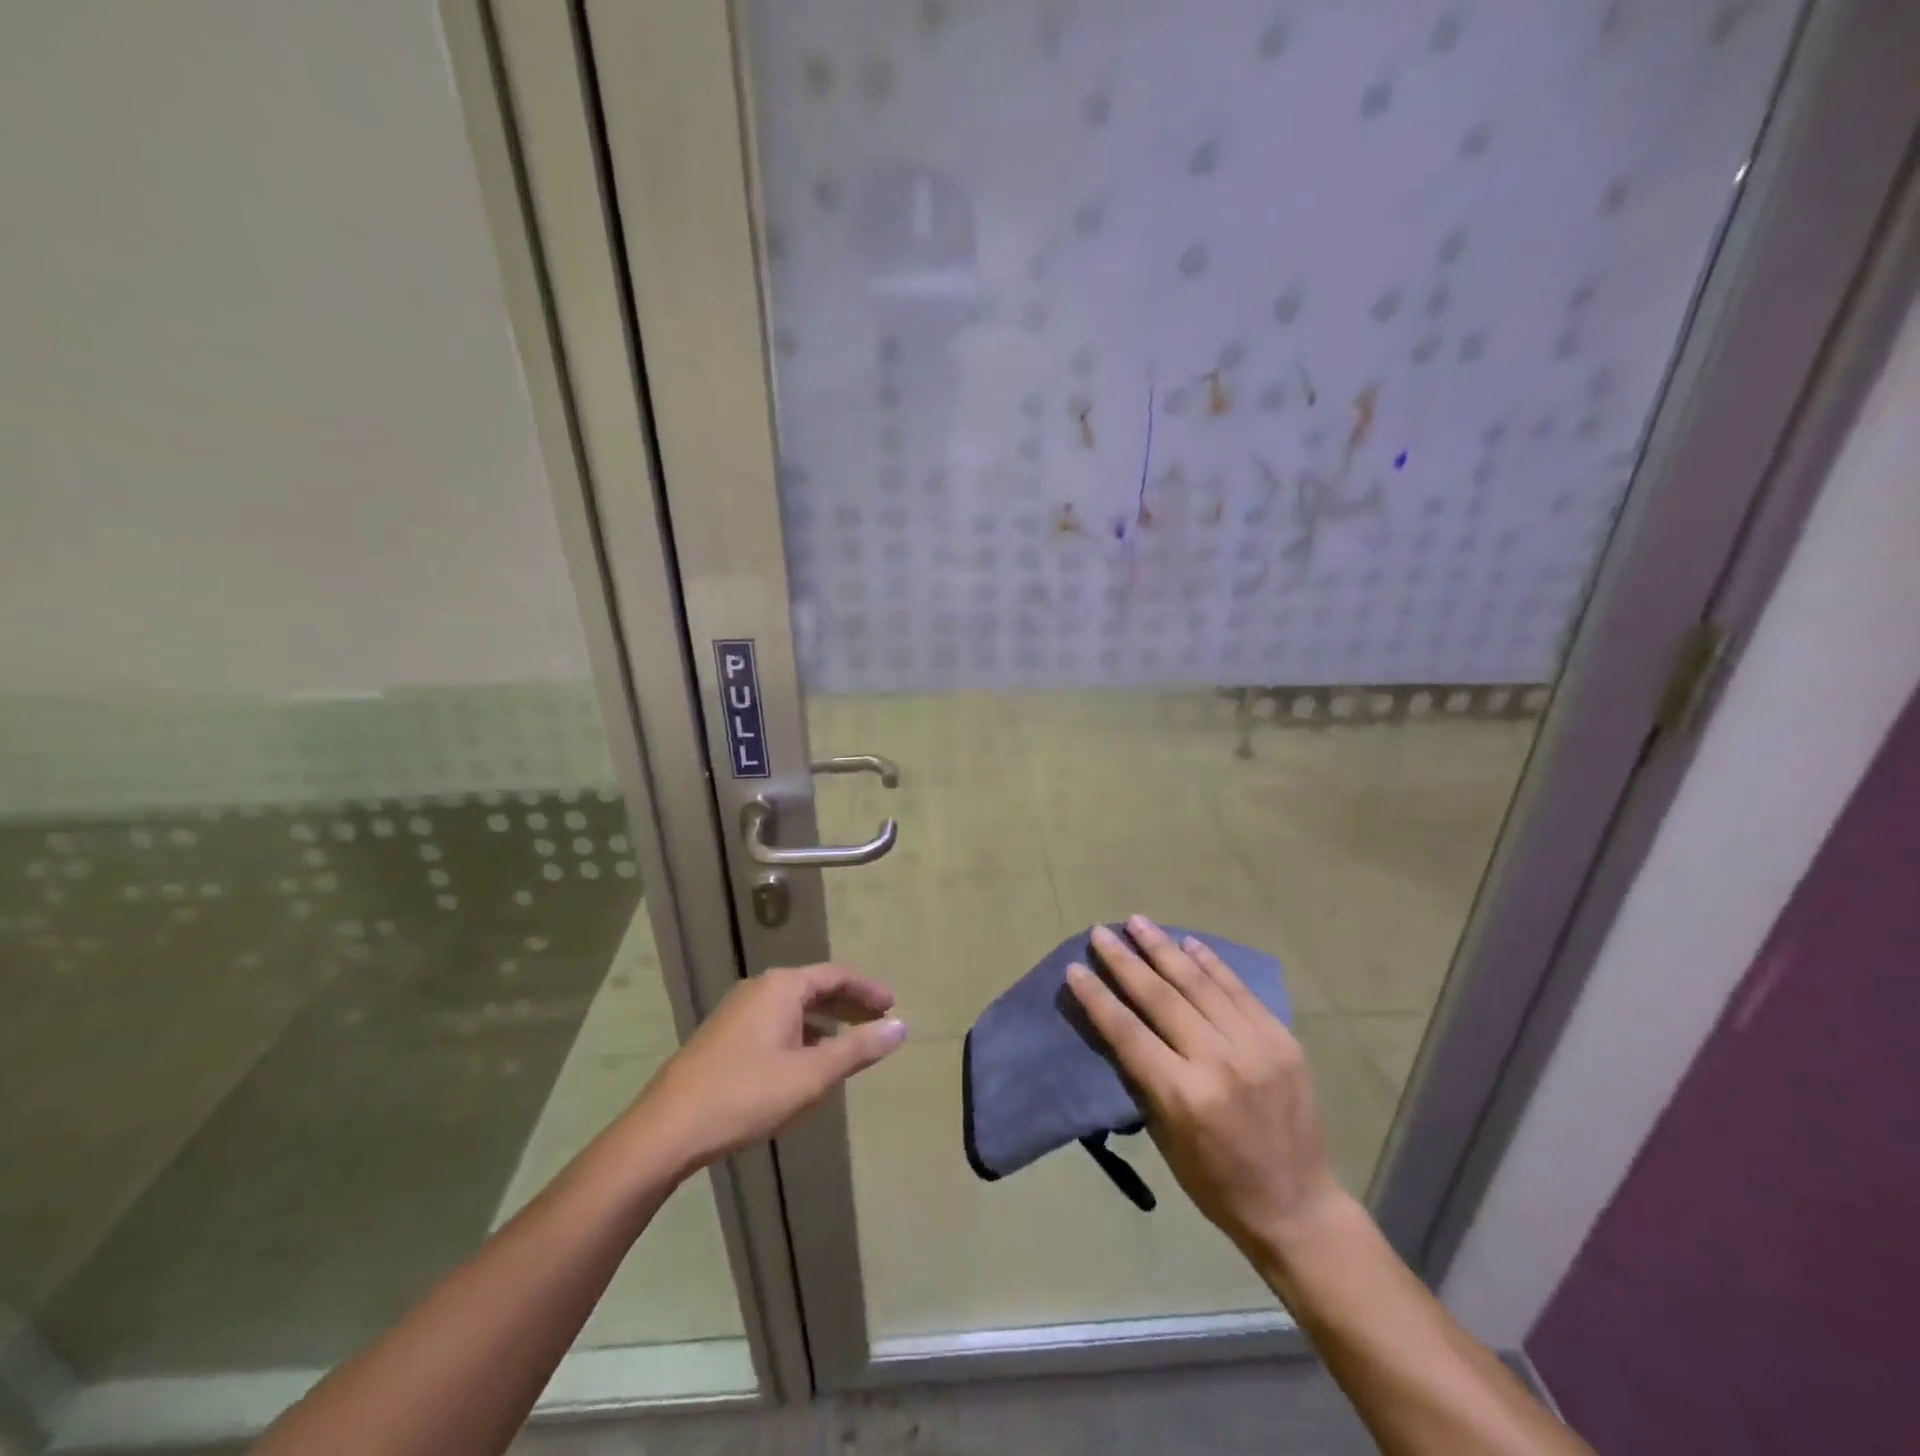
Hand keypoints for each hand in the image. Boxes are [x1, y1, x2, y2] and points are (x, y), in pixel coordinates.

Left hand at [629, 964, 905, 1177]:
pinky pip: (776, 1021)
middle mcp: (760, 988)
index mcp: (782, 987)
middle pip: (816, 986)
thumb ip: (858, 1049)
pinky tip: (808, 1060)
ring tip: (850, 1043)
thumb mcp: (812, 1075)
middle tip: (879, 1021)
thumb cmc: (746, 1095)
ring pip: (794, 1006)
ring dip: (826, 1020)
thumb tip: (901, 1027)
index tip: (894, 1006)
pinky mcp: (724, 1035)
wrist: (667, 1129)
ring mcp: (738, 1011)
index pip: (837, 975)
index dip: (868, 990)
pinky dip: (802, 1032)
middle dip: (849, 1003)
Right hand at [1066, 916, 1345, 1260]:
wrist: (1297, 1205)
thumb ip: (1145, 1078)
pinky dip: (1212, 963)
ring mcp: (1255, 1046)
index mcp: (1183, 1095)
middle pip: (1160, 997)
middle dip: (1125, 960)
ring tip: (1138, 922)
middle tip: (1101, 932)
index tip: (1075, 968)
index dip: (1098, 997)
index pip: (1128, 1032)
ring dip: (1164, 948)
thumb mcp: (1165, 1138)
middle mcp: (1218, 1062)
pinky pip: (1238, 991)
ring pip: (1199, 984)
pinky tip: (1188, 942)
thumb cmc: (1216, 1182)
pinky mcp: (1281, 1040)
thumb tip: (1121, 1025)